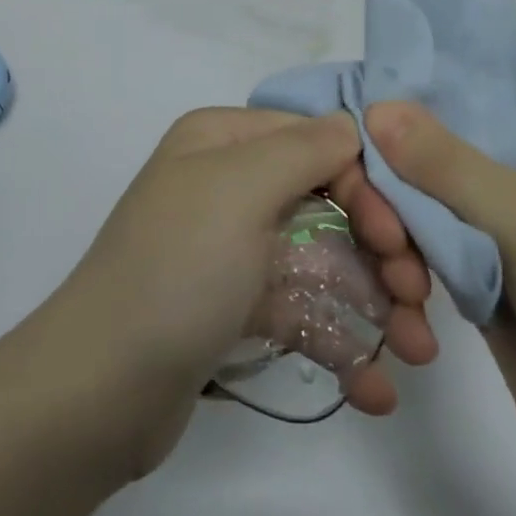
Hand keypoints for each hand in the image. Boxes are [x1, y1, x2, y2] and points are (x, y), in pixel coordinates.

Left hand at [46, 109, 439, 476]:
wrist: (97, 392)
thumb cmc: (177, 271)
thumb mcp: (240, 189)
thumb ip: (305, 148)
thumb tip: (352, 123)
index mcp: (222, 142)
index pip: (316, 142)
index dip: (368, 186)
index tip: (401, 241)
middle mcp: (227, 184)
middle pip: (327, 202)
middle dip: (381, 251)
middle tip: (418, 301)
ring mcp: (232, 249)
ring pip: (321, 260)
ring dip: (374, 304)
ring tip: (417, 354)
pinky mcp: (233, 308)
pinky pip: (298, 311)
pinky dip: (338, 344)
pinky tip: (375, 392)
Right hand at [361, 97, 515, 501]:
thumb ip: (451, 166)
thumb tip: (377, 107)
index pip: (498, 106)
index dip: (437, 97)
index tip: (370, 95)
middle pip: (461, 160)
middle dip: (410, 173)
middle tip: (358, 182)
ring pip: (443, 210)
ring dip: (408, 225)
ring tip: (386, 251)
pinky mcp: (495, 294)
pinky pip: (441, 258)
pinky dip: (415, 264)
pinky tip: (397, 283)